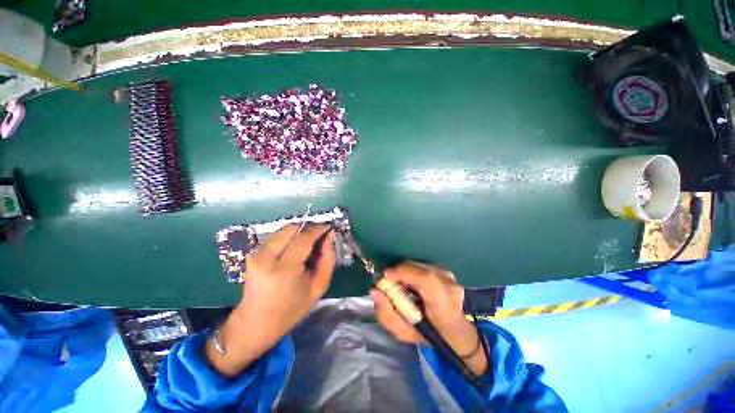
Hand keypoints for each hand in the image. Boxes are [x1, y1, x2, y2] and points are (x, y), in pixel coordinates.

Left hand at [206, 224, 335, 376]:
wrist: (255, 322)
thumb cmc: (292, 309)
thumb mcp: (319, 287)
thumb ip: (328, 259)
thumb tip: (329, 237)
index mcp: (284, 270)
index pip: (304, 238)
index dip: (318, 229)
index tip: (328, 228)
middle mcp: (266, 257)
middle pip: (292, 228)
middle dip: (309, 228)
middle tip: (319, 236)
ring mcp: (256, 254)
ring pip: (284, 230)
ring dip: (299, 232)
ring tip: (308, 243)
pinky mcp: (252, 253)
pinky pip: (277, 236)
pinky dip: (290, 237)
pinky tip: (295, 249)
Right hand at [369, 262, 486, 375]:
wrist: (453, 331)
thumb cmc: (428, 335)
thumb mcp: (404, 333)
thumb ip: (387, 314)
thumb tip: (374, 290)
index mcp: (445, 309)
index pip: (427, 281)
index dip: (404, 273)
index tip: (386, 275)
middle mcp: (451, 288)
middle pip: (420, 270)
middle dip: (400, 272)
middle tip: (389, 282)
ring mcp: (451, 278)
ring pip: (420, 266)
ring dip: (406, 272)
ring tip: (401, 285)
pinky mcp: (447, 272)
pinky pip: (424, 265)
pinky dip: (412, 271)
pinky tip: (411, 283)